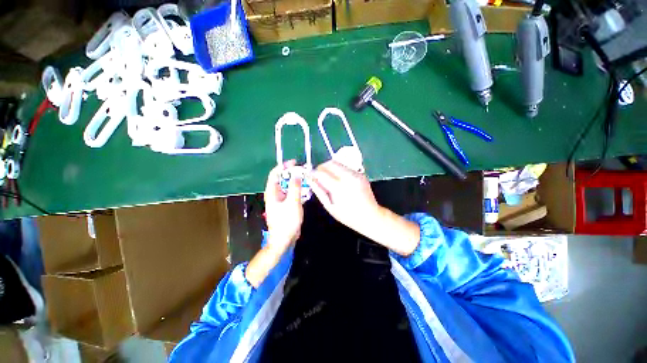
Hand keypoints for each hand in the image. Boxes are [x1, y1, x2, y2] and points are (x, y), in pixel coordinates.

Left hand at [264, 160, 303, 253]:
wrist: (284, 240)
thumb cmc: (286, 221)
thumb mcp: (292, 202)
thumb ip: (295, 187)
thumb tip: (297, 173)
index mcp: (272, 192)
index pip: (275, 174)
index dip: (284, 166)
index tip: (295, 163)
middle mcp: (275, 194)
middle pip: (282, 179)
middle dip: (293, 174)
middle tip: (304, 171)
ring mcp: (281, 200)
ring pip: (288, 186)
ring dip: (297, 182)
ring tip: (307, 179)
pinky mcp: (286, 205)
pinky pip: (292, 194)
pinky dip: (298, 190)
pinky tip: (306, 190)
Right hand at [308, 160, 380, 235]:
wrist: (371, 216)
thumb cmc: (349, 216)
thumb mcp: (330, 207)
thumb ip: (319, 191)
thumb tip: (310, 179)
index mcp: (340, 187)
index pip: (321, 172)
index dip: (313, 173)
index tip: (308, 175)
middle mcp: (348, 177)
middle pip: (330, 163)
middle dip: (321, 167)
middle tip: (317, 176)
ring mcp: (356, 173)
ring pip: (337, 163)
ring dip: (329, 168)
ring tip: (327, 179)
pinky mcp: (360, 173)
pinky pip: (345, 167)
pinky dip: (337, 170)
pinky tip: (337, 180)